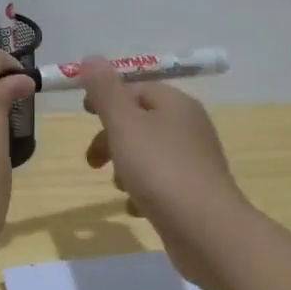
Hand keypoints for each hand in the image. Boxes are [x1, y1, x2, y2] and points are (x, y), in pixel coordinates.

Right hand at [81, 58, 250, 286]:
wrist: (206, 230)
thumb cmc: (160, 170)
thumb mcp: (124, 125)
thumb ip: (105, 91)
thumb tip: (90, 58)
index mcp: (176, 104)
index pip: (136, 88)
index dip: (107, 98)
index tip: (84, 115)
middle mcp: (189, 127)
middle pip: (140, 122)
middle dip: (111, 139)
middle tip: (93, 162)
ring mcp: (194, 161)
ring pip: (147, 154)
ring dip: (125, 168)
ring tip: (119, 187)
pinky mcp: (194, 192)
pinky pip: (160, 183)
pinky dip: (142, 192)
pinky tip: (135, 208)